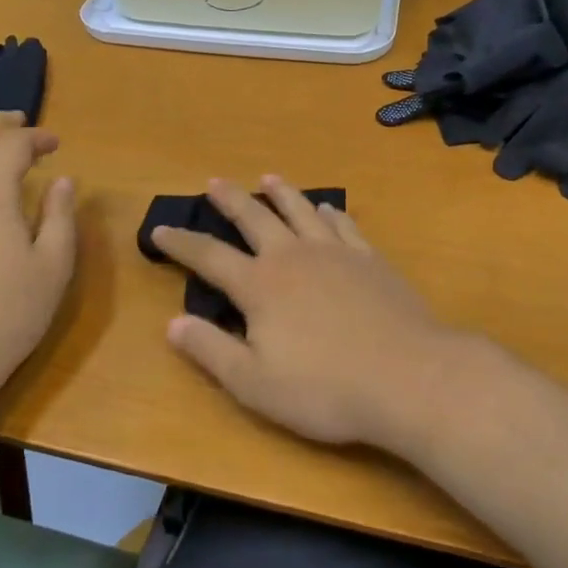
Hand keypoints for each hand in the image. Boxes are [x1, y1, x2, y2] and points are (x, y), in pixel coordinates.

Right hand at [151, 177, 465, 448]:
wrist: (407, 376)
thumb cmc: (325, 389)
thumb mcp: (255, 384)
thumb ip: (212, 350)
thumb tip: (173, 323)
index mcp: (260, 286)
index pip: (209, 257)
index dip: (181, 243)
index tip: (160, 229)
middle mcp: (293, 257)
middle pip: (255, 218)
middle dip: (230, 199)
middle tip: (214, 181)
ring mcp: (335, 252)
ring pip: (301, 210)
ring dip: (281, 192)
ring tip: (269, 178)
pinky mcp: (370, 258)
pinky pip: (343, 224)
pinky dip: (329, 212)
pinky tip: (327, 208)